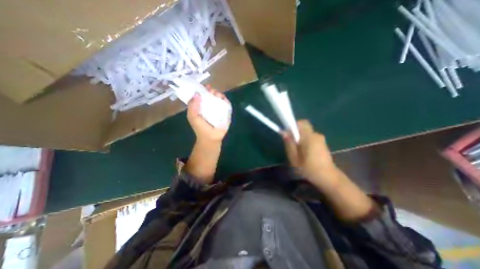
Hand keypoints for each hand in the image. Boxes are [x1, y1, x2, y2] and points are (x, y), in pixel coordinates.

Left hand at [187, 87, 231, 143]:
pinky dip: (226, 100)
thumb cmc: (201, 128)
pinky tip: (223, 99)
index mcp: (202, 107)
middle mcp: (210, 107)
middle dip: (212, 91)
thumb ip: (192, 106)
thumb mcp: (192, 116)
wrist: (211, 138)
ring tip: (217, 95)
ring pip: (220, 99)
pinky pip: (227, 105)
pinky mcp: (226, 113)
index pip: (203, 96)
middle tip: (212, 91)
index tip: (205, 87)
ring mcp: (219, 109)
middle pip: (212, 96)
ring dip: (219, 95)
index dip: (203, 90)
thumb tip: (197, 94)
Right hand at [282, 121, 336, 185]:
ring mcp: (321, 139)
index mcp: (309, 137)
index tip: (287, 134)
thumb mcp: (294, 157)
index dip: (292, 125)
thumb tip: (284, 132)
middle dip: (296, 132)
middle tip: (291, 144)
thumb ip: (289, 143)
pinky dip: (306, 141)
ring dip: (300, 138)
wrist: (329, 178)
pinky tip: (305, 152)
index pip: (301, 123)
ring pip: (307, 133)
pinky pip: (311, 137)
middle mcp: (316, 135)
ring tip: (298, 150)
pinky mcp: (323, 143)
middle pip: (303, 127)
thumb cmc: (309, 168)